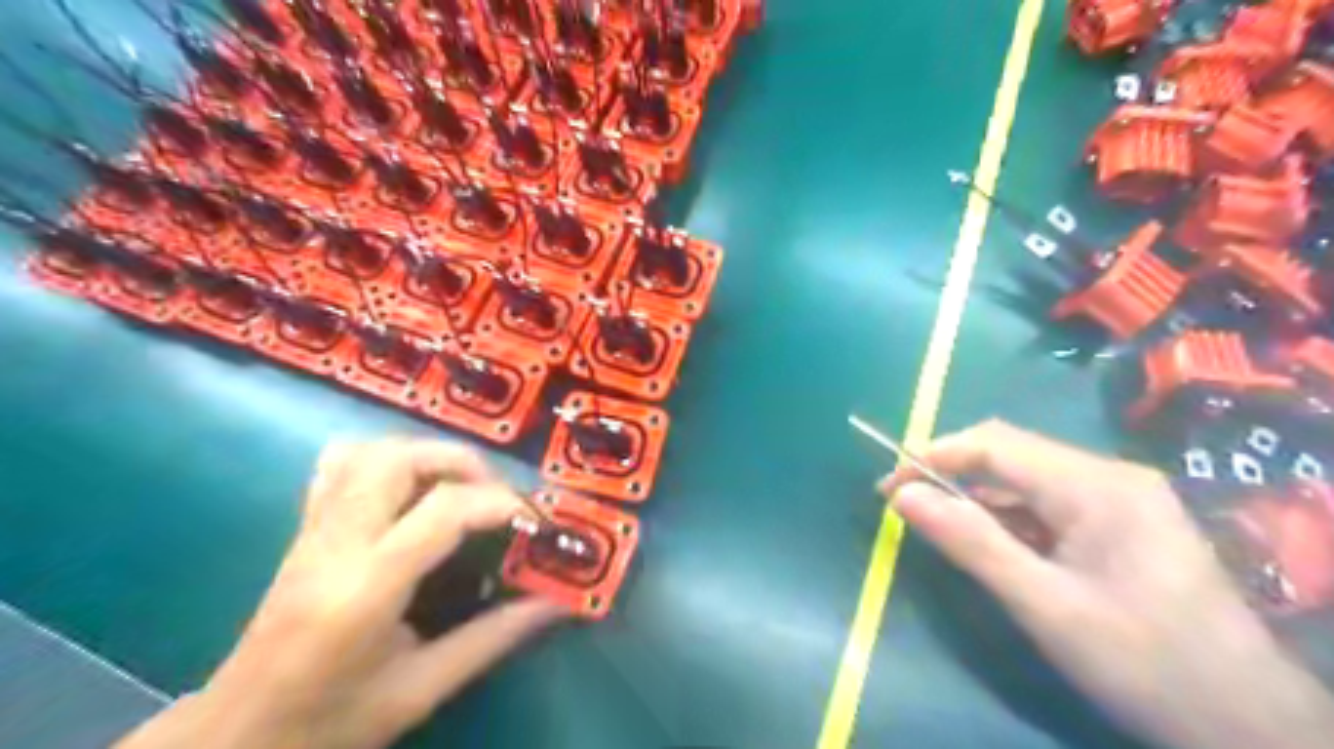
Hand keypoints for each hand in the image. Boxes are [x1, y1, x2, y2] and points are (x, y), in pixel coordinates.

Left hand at [116, 442, 566, 747]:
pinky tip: (409, 485)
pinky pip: (339, 464)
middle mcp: (335, 543)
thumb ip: (493, 638)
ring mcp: (313, 529)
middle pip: (399, 458)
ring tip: (460, 487)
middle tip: (496, 495)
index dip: (499, 502)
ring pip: (369, 450)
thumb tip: (555, 603)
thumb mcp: (421, 689)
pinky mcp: (304, 528)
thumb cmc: (330, 722)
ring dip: (427, 454)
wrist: (236, 737)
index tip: (533, 519)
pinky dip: (384, 457)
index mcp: (364, 588)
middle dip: (461, 462)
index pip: (442, 511)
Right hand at [885, 420, 1332, 748]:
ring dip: (978, 496)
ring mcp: (1121, 496)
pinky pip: (1048, 501)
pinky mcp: (1122, 520)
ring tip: (939, 524)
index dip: (933, 456)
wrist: (1248, 723)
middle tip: (905, 504)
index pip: (995, 444)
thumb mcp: (1044, 605)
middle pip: (1011, 452)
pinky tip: (992, 542)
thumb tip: (902, 495)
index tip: (888, 487)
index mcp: (1096, 486)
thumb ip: (970, 543)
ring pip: (1027, 477)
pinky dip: (1009, 516)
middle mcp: (1110, 475)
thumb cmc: (1142, 662)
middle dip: (952, 472)